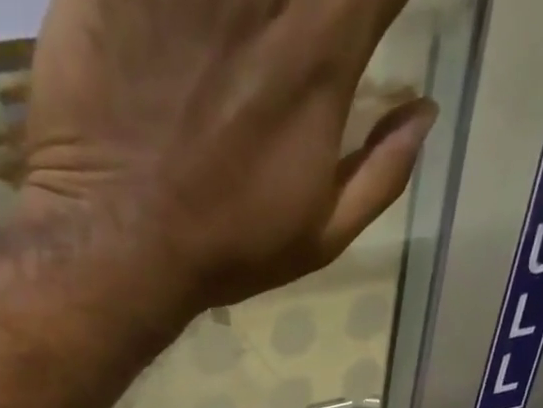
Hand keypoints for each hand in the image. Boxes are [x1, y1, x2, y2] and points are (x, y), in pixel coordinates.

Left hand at [20, 0, 437, 308]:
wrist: (118, 240)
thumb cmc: (225, 249)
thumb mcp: (320, 236)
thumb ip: (383, 172)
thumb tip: (424, 114)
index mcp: (326, 47)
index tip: (367, 19)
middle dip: (317, 2)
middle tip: (301, 31)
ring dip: (254, 1)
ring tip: (243, 32)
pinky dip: (183, 1)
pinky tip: (191, 25)